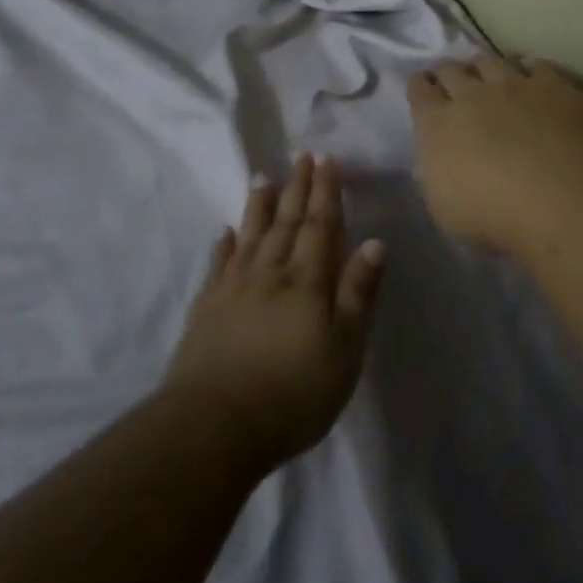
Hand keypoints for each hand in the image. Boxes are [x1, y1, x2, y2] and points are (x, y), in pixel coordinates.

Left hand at [164, 155, 384, 471]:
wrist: (215, 426)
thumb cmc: (293, 392)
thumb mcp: (344, 349)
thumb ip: (358, 293)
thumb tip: (376, 241)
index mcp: (307, 281)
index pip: (319, 225)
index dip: (325, 191)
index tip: (326, 159)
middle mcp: (270, 274)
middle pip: (286, 222)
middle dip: (297, 187)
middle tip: (301, 156)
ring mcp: (233, 289)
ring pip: (250, 235)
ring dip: (259, 205)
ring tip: (263, 176)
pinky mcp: (206, 310)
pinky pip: (218, 265)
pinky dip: (224, 244)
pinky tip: (226, 231)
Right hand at [408, 56, 582, 258]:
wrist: (563, 204)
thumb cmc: (494, 219)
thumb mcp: (444, 209)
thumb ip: (435, 174)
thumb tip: (437, 160)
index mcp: (438, 124)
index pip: (420, 90)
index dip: (420, 87)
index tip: (423, 88)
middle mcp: (473, 94)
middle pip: (452, 69)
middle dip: (449, 74)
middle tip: (453, 83)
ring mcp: (516, 86)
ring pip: (492, 62)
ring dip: (486, 69)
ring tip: (492, 79)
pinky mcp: (556, 88)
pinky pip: (538, 67)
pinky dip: (532, 73)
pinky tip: (537, 82)